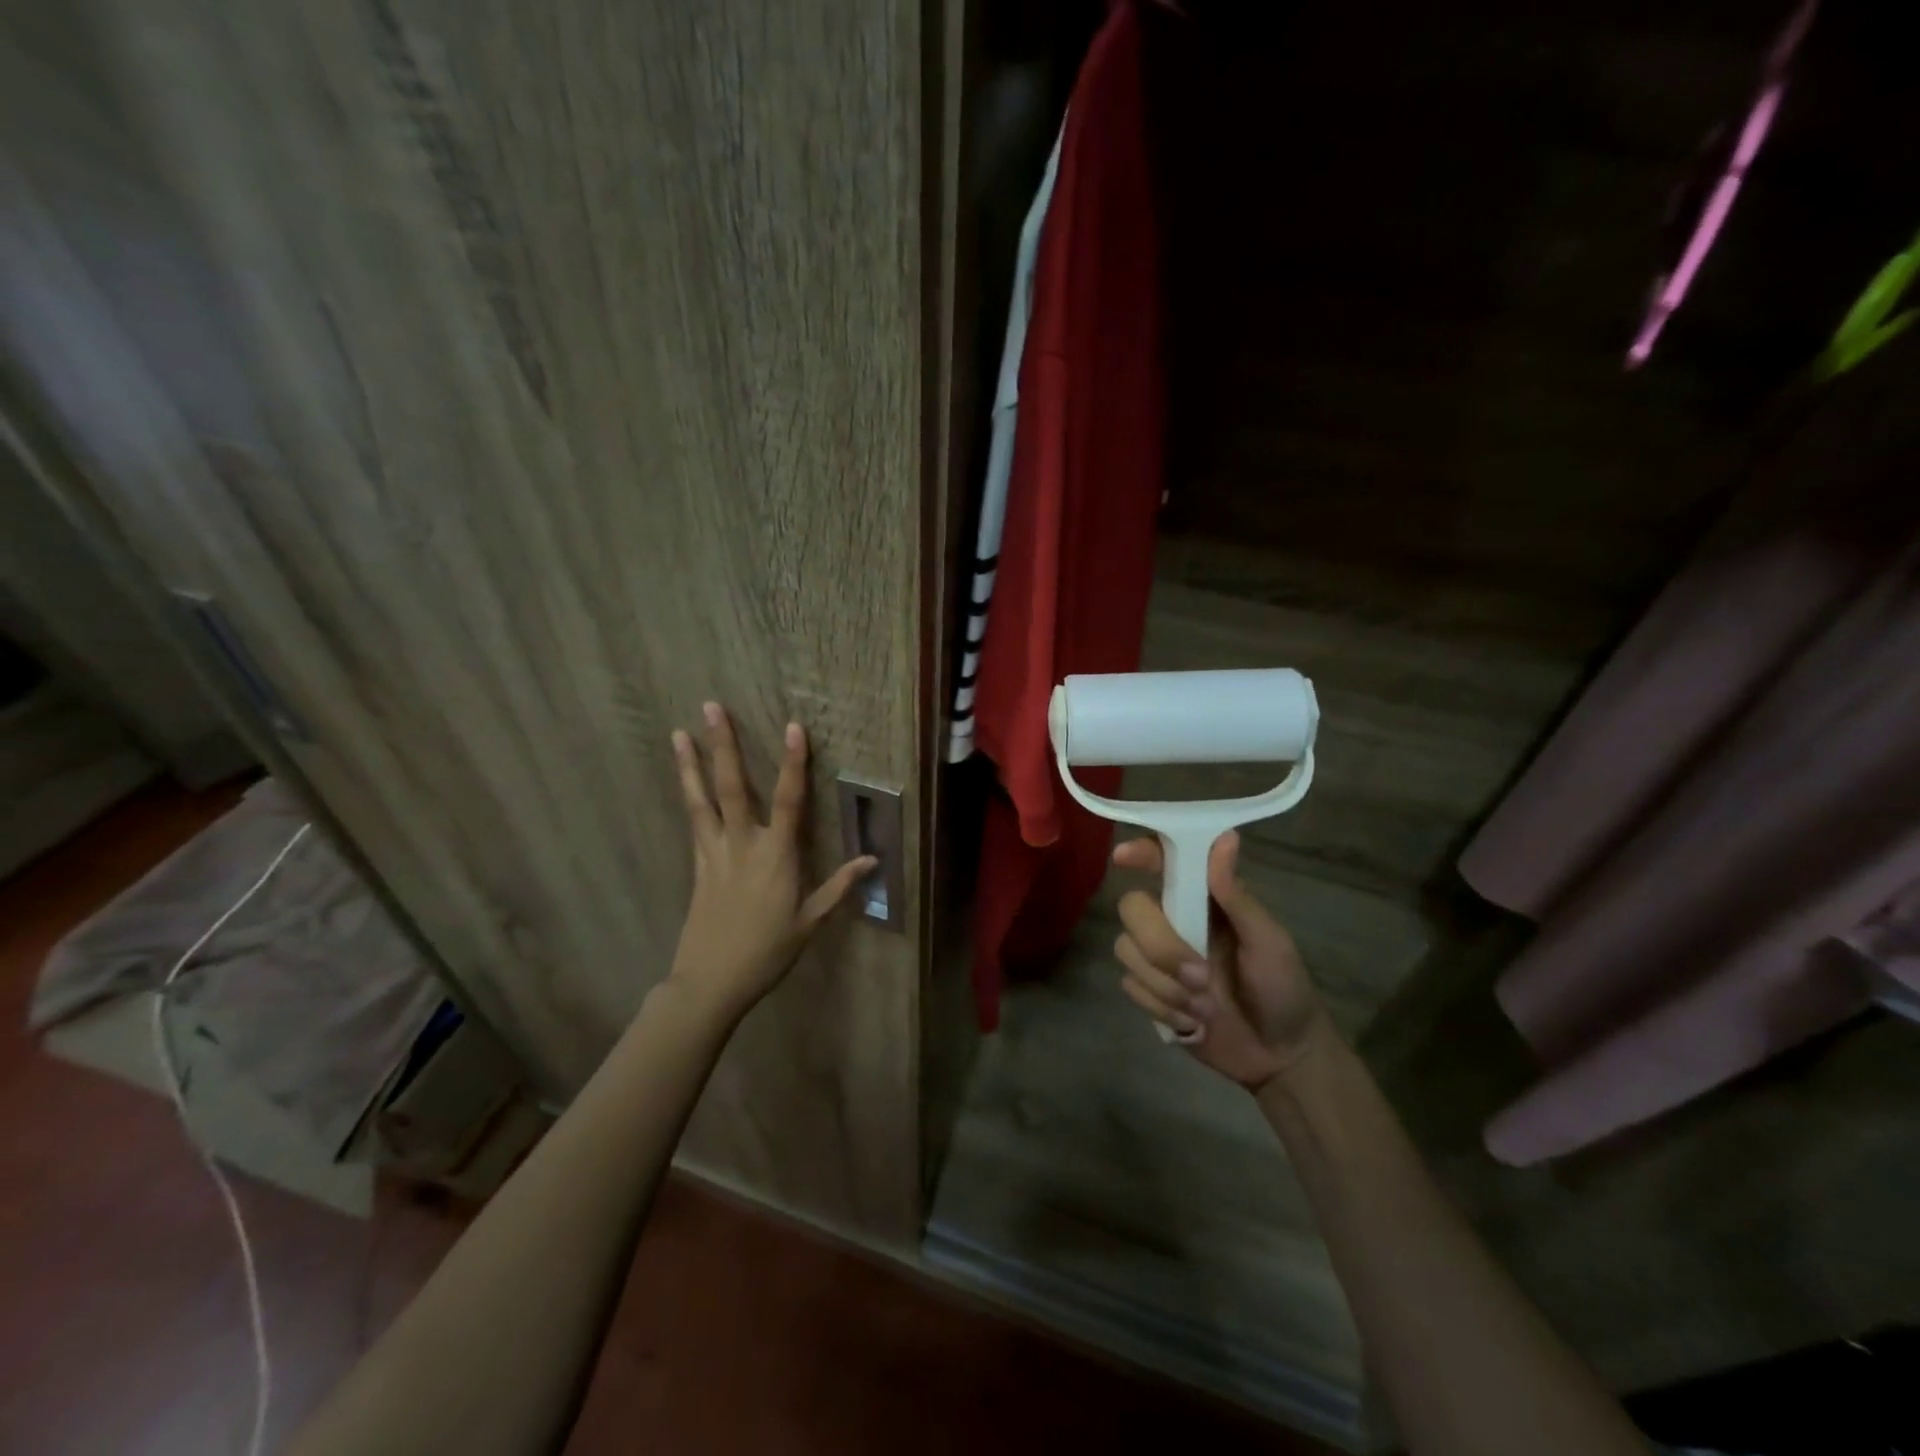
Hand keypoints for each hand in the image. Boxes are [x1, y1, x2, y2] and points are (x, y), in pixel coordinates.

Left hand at [666, 703, 876, 1022]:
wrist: (710, 982)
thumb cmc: (767, 952)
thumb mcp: (810, 922)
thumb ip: (839, 887)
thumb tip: (872, 860)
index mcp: (776, 856)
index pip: (790, 800)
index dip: (794, 763)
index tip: (793, 727)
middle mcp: (742, 844)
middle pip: (733, 786)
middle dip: (724, 745)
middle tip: (710, 707)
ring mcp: (714, 853)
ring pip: (702, 800)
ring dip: (691, 764)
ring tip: (679, 733)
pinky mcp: (697, 865)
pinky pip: (694, 821)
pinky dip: (689, 795)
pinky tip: (685, 780)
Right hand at [1112, 830, 1333, 1089]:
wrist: (1280, 1058)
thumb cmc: (1284, 990)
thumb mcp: (1268, 941)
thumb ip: (1237, 895)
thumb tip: (1225, 836)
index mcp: (1203, 901)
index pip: (1163, 863)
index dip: (1140, 853)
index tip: (1122, 857)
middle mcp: (1174, 922)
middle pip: (1133, 909)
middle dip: (1161, 947)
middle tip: (1201, 977)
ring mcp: (1158, 959)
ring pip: (1126, 950)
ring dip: (1166, 986)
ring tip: (1205, 1009)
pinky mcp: (1150, 992)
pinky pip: (1131, 987)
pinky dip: (1163, 1009)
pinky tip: (1194, 1023)